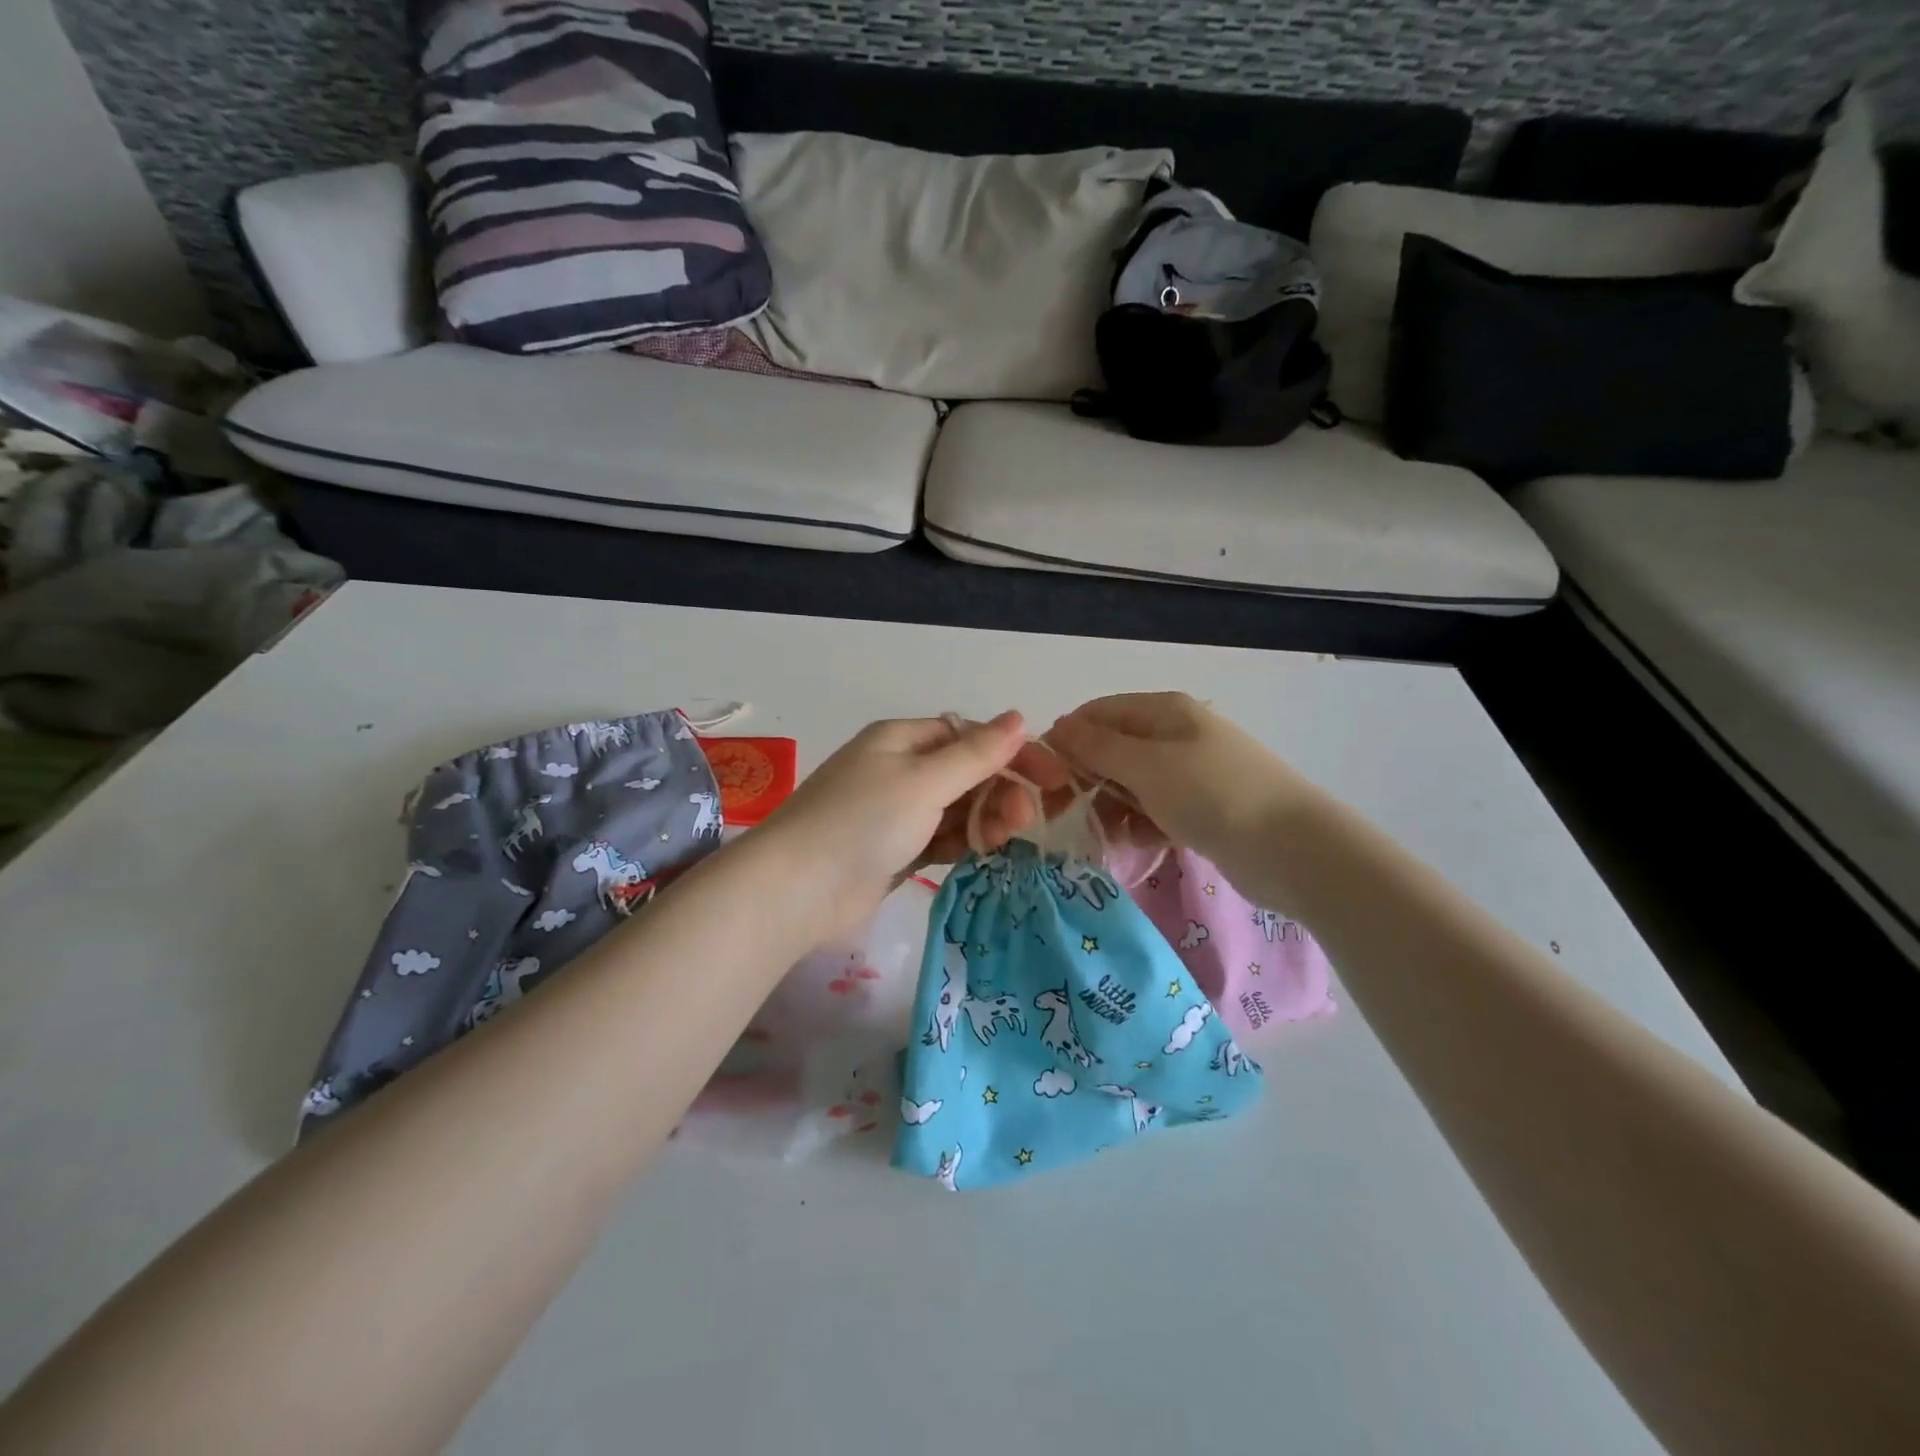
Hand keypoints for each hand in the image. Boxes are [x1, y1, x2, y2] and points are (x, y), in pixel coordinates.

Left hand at [759, 713, 1057, 933]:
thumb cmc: (862, 822)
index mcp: (902, 739)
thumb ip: (975, 754)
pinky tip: (982, 853)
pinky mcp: (894, 849)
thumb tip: (1019, 717)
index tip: (1053, 780)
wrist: (797, 890)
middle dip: (1000, 791)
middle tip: (1024, 821)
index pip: (970, 735)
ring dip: (985, 819)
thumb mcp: (924, 782)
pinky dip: (963, 842)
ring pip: (956, 807)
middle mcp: (899, 768)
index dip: (1013, 754)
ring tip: (1004, 839)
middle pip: (966, 772)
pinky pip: (941, 837)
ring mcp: (895, 811)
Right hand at [1045, 692, 1312, 859]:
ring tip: (1108, 835)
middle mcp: (1176, 734)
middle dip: (1088, 779)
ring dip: (1113, 807)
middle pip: (1113, 749)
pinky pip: (1156, 809)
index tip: (1043, 779)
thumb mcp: (1146, 766)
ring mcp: (1191, 772)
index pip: (1097, 713)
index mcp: (1164, 711)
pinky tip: (1138, 844)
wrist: (1293, 849)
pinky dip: (1141, 824)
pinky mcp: (1203, 807)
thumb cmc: (1213, 795)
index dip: (1067, 740)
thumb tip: (1057, 726)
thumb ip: (1097, 746)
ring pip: (1132, 783)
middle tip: (1066, 814)